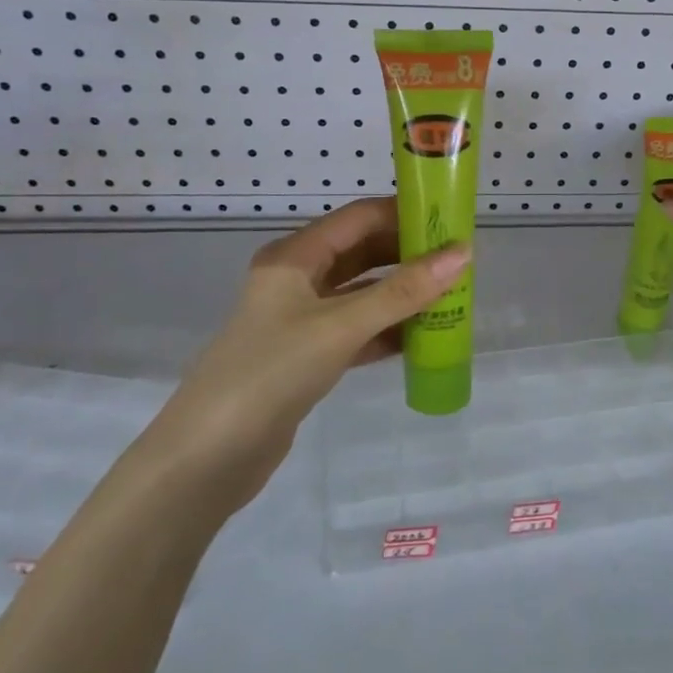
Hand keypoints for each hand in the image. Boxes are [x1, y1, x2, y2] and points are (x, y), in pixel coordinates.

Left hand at [145, 198, 467, 512]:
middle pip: (362, 253)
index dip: (404, 215)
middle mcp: (297, 279)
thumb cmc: (272, 371)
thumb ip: (403, 291)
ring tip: (450, 297)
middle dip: (408, 256)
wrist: (209, 456)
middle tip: (459, 263)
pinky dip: (387, 330)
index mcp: (295, 256)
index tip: (450, 222)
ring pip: (362, 293)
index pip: (359, 218)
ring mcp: (300, 319)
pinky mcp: (306, 355)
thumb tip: (462, 254)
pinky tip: (421, 338)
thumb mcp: (342, 326)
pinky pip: (357, 330)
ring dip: (402, 295)